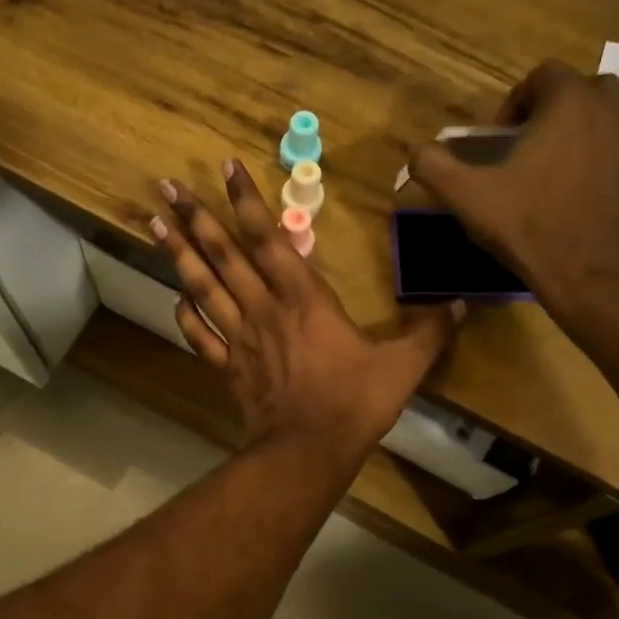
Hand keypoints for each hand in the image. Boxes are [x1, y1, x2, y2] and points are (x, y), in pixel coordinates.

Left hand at [154, 162, 463, 450]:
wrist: (309, 450)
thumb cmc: (355, 403)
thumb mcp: (403, 366)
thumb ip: (431, 333)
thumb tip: (464, 304)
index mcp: (304, 299)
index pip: (269, 238)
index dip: (247, 201)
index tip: (226, 167)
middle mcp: (264, 308)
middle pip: (224, 255)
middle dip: (196, 217)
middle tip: (168, 185)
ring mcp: (240, 338)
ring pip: (203, 287)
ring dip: (178, 253)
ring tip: (155, 222)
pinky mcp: (228, 367)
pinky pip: (199, 335)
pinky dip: (184, 314)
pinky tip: (174, 295)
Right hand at [409, 60, 618, 330]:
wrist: (600, 276)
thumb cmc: (532, 229)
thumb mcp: (469, 199)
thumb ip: (435, 167)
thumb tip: (417, 152)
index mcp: (569, 101)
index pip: (542, 76)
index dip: (515, 104)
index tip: (501, 142)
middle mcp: (615, 105)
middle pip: (580, 90)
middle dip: (553, 113)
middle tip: (530, 154)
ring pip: (610, 116)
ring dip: (583, 132)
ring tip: (559, 173)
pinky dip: (607, 156)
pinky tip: (586, 194)